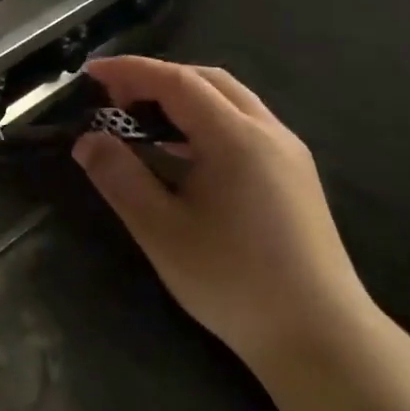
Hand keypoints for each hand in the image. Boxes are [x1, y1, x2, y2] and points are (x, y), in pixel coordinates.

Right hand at [73, 56, 374, 375]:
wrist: (322, 340)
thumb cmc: (234, 281)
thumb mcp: (160, 230)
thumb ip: (119, 177)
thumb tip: (87, 140)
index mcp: (236, 138)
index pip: (176, 81)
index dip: (130, 70)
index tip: (90, 73)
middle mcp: (268, 133)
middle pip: (207, 81)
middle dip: (156, 78)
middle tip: (114, 96)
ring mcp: (288, 155)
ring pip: (230, 101)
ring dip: (182, 97)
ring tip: (142, 119)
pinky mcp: (295, 178)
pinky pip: (244, 126)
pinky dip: (204, 120)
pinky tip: (183, 153)